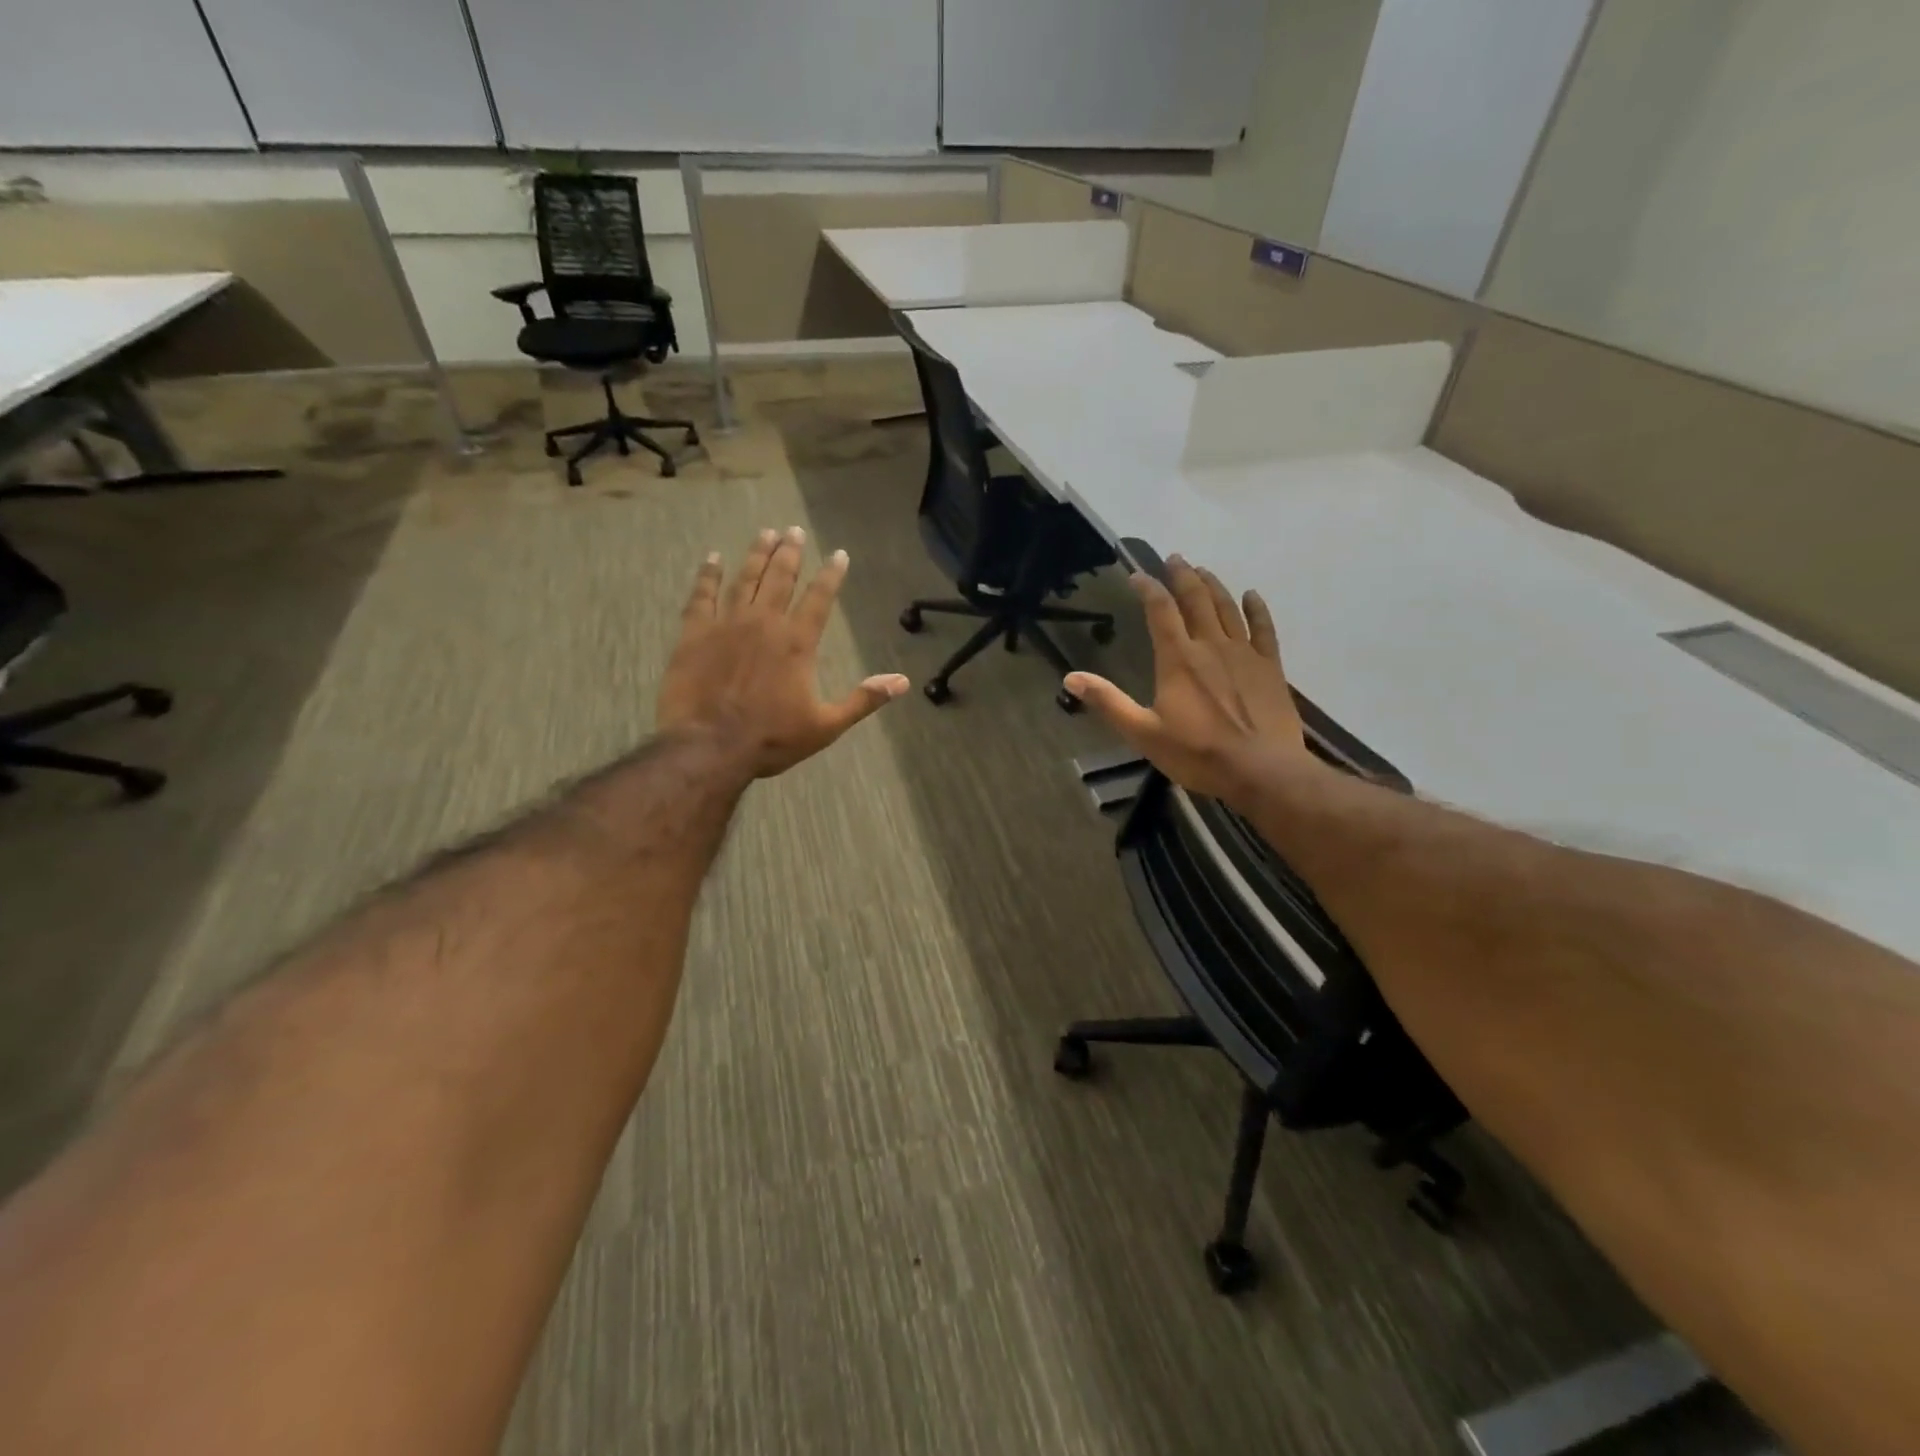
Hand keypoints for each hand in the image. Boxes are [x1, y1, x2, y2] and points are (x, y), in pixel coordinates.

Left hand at [658, 527, 908, 778]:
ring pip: (745, 578)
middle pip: (780, 578)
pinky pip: (702, 595)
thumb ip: (863, 700)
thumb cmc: (771, 739)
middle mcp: (764, 622)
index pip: (819, 598)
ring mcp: (727, 624)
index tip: (839, 554)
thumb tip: (902, 682)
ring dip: (757, 554)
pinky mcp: (694, 633)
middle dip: (790, 552)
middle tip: (794, 530)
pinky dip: (708, 575)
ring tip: (766, 533)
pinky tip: (712, 558)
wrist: (708, 746)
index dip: (831, 574)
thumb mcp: (826, 726)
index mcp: (798, 642)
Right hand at [1063, 556, 1313, 804]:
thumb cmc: (1197, 753)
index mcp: (1178, 659)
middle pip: (1196, 600)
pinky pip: (1264, 628)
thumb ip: (1108, 702)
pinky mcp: (1270, 667)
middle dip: (1183, 576)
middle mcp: (1211, 645)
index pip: (1160, 611)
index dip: (1148, 588)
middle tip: (1175, 558)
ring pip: (1228, 608)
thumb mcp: (1143, 733)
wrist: (1261, 770)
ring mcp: (1244, 654)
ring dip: (1213, 585)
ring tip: (1203, 570)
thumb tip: (1070, 678)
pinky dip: (1256, 609)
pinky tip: (1251, 595)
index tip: (1137, 575)